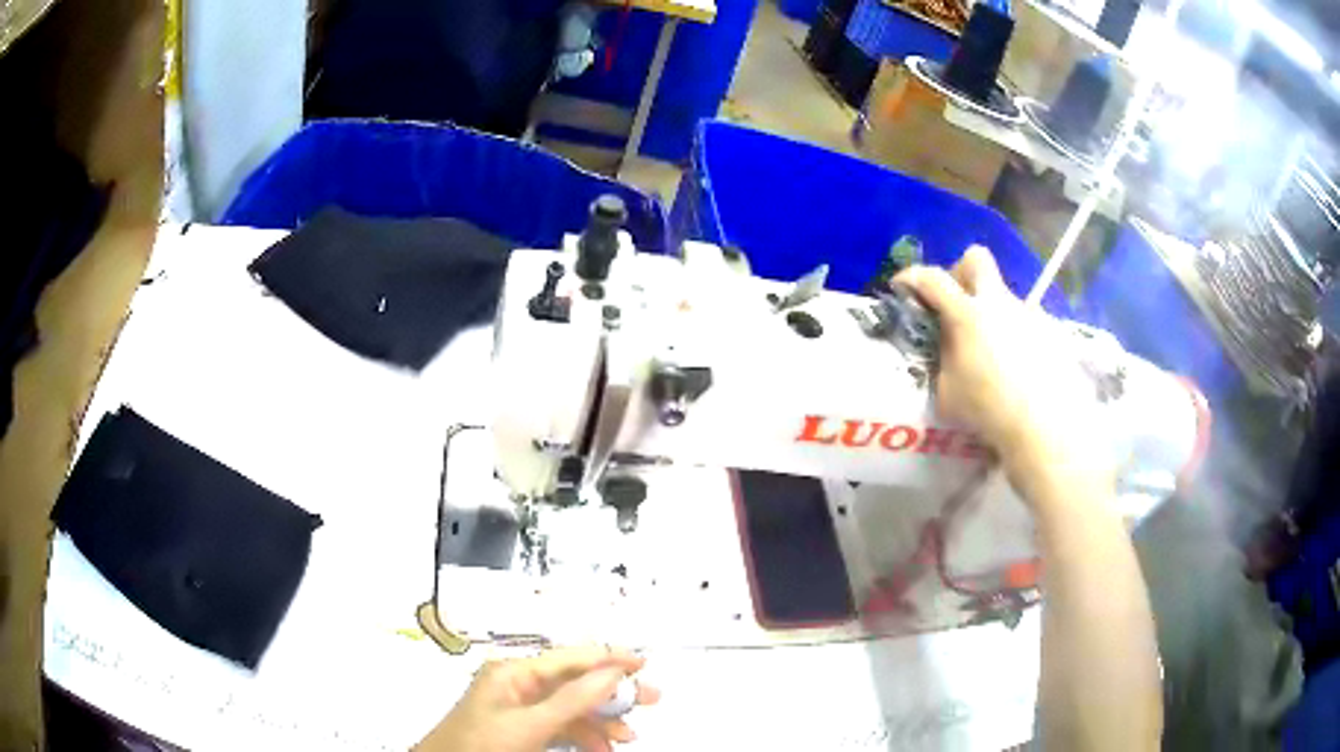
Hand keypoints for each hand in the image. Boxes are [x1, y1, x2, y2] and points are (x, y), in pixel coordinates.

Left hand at [416, 646, 659, 751]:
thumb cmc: (482, 744)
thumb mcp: (530, 724)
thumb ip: (572, 699)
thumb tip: (612, 671)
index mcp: (513, 672)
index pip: (569, 658)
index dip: (607, 657)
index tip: (643, 663)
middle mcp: (518, 685)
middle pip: (574, 682)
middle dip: (612, 693)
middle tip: (651, 700)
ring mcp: (519, 709)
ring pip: (572, 708)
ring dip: (602, 721)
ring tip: (628, 737)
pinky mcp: (521, 730)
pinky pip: (561, 727)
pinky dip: (583, 736)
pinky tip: (601, 748)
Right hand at [895, 247, 1110, 484]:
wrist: (1046, 426)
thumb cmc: (989, 411)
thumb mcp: (947, 393)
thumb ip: (942, 361)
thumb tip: (944, 349)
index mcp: (966, 314)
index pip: (932, 279)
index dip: (911, 278)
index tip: (902, 288)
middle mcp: (999, 303)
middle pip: (976, 259)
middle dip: (960, 272)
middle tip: (957, 303)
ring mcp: (1030, 314)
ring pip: (1005, 298)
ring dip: (993, 315)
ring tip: (995, 356)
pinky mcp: (1052, 331)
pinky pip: (1028, 324)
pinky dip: (1018, 339)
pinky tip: (1021, 371)